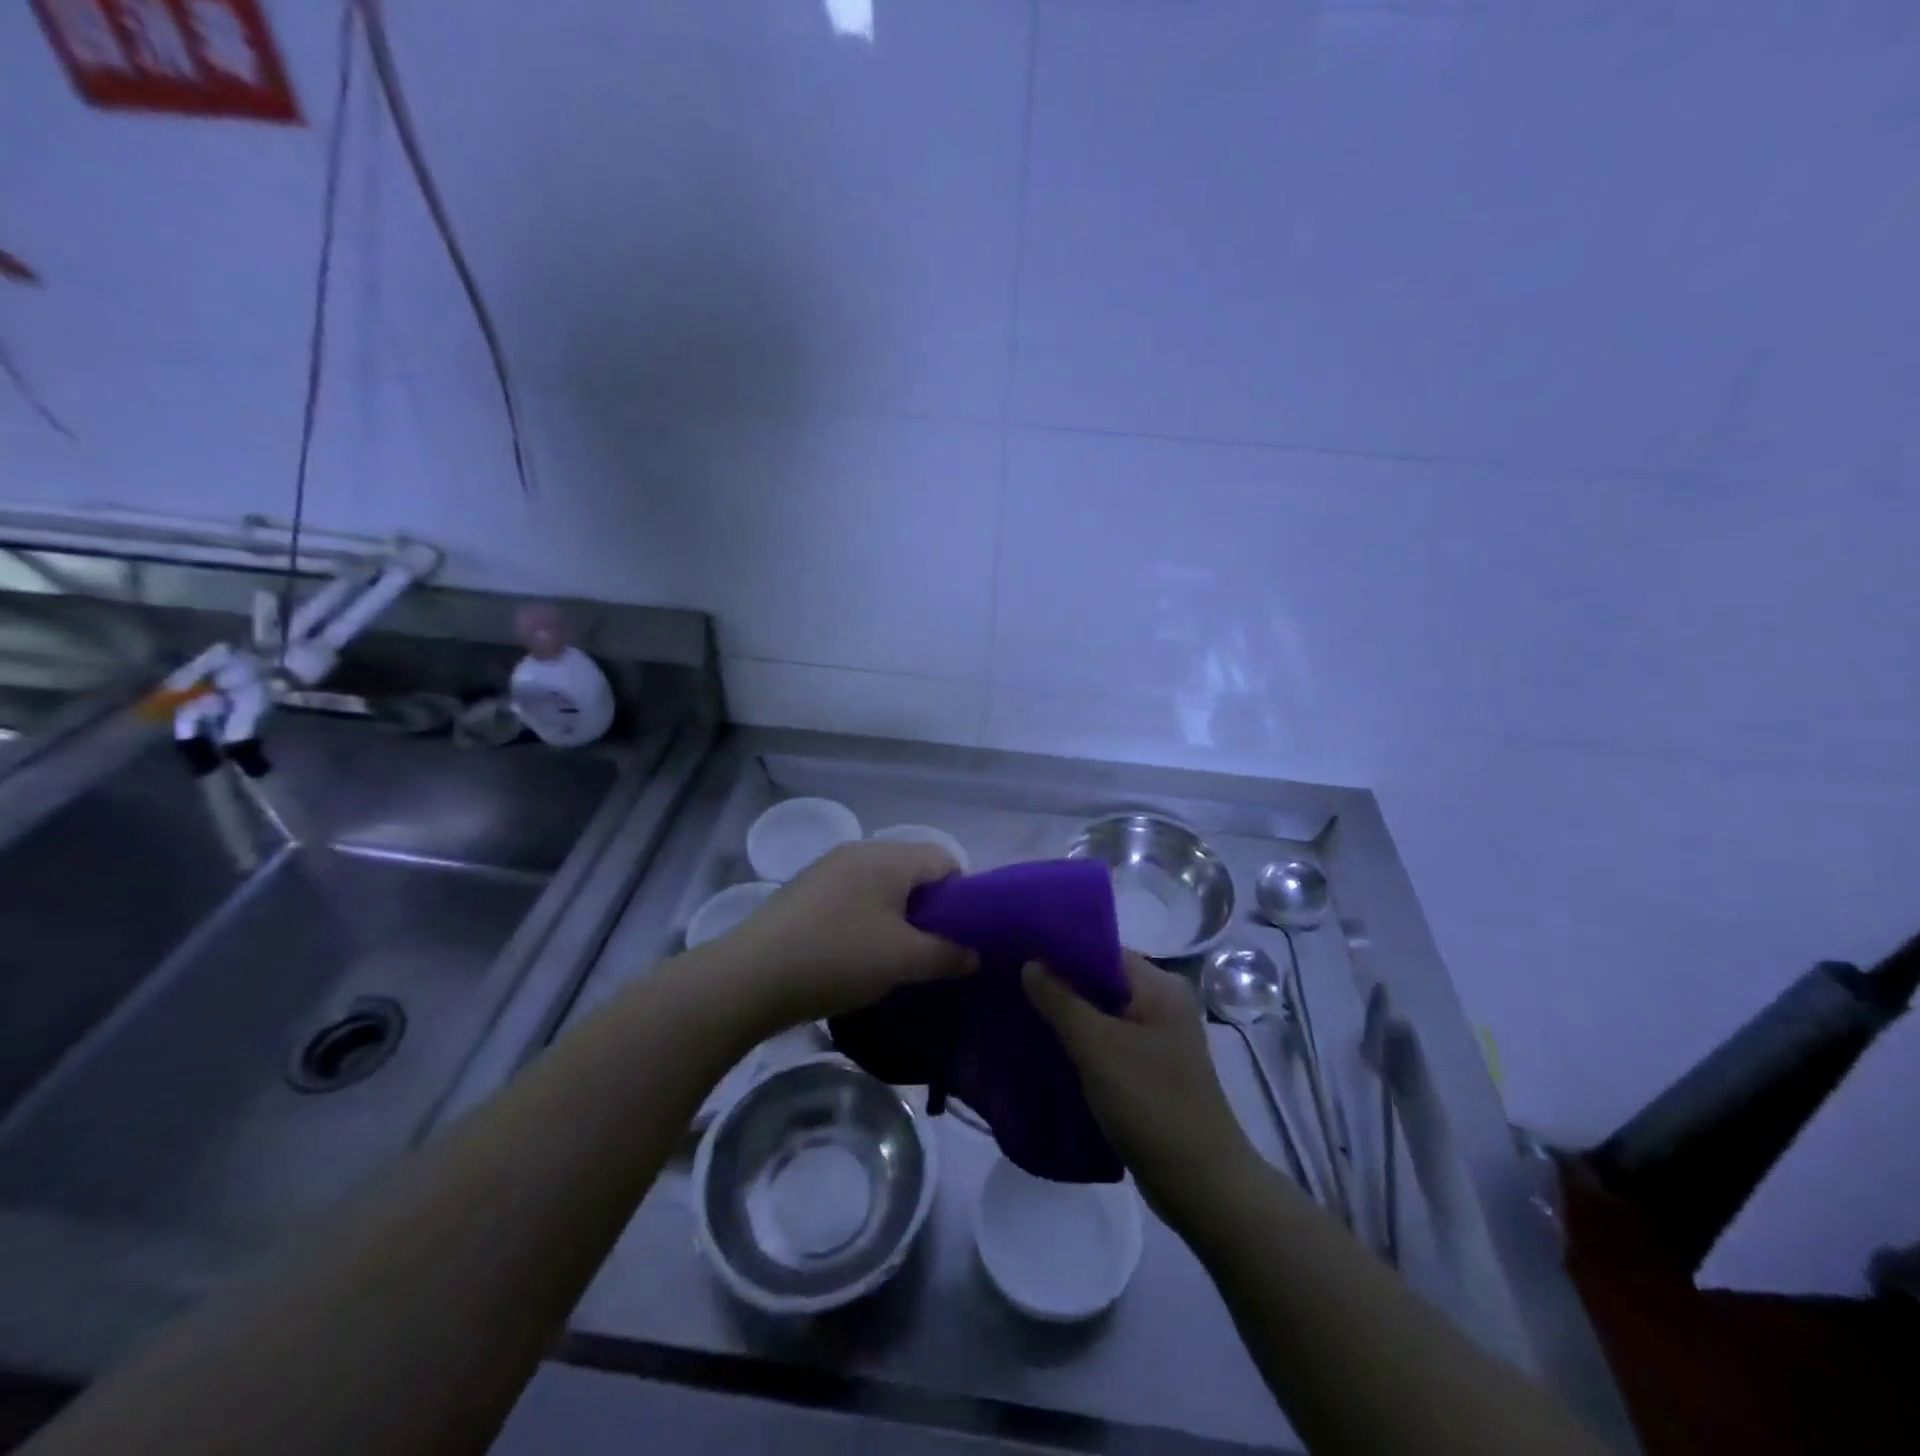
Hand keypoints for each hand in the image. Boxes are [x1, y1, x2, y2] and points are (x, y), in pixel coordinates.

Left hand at [720, 840, 974, 1032]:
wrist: (750, 976)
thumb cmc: (838, 957)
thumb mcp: (904, 960)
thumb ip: (948, 954)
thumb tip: (975, 953)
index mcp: (889, 857)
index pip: (945, 859)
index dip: (963, 895)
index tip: (961, 935)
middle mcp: (859, 851)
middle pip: (913, 871)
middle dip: (931, 909)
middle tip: (932, 951)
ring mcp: (827, 869)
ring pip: (881, 886)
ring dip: (897, 917)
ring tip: (895, 959)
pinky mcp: (805, 891)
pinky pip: (853, 897)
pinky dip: (866, 920)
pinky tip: (856, 956)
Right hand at [1025, 952, 1256, 1226]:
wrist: (1200, 1185)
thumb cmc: (1151, 1104)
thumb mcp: (1098, 1048)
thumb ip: (1060, 1001)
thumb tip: (1030, 962)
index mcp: (1158, 985)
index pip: (1101, 949)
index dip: (1059, 948)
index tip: (1016, 949)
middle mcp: (1161, 1003)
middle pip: (1099, 979)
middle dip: (1056, 982)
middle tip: (1008, 981)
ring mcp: (1156, 1038)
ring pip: (1100, 1013)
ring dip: (1064, 1014)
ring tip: (1016, 1010)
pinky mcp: (1148, 1070)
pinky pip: (1105, 1041)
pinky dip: (1077, 1042)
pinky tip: (1043, 1047)